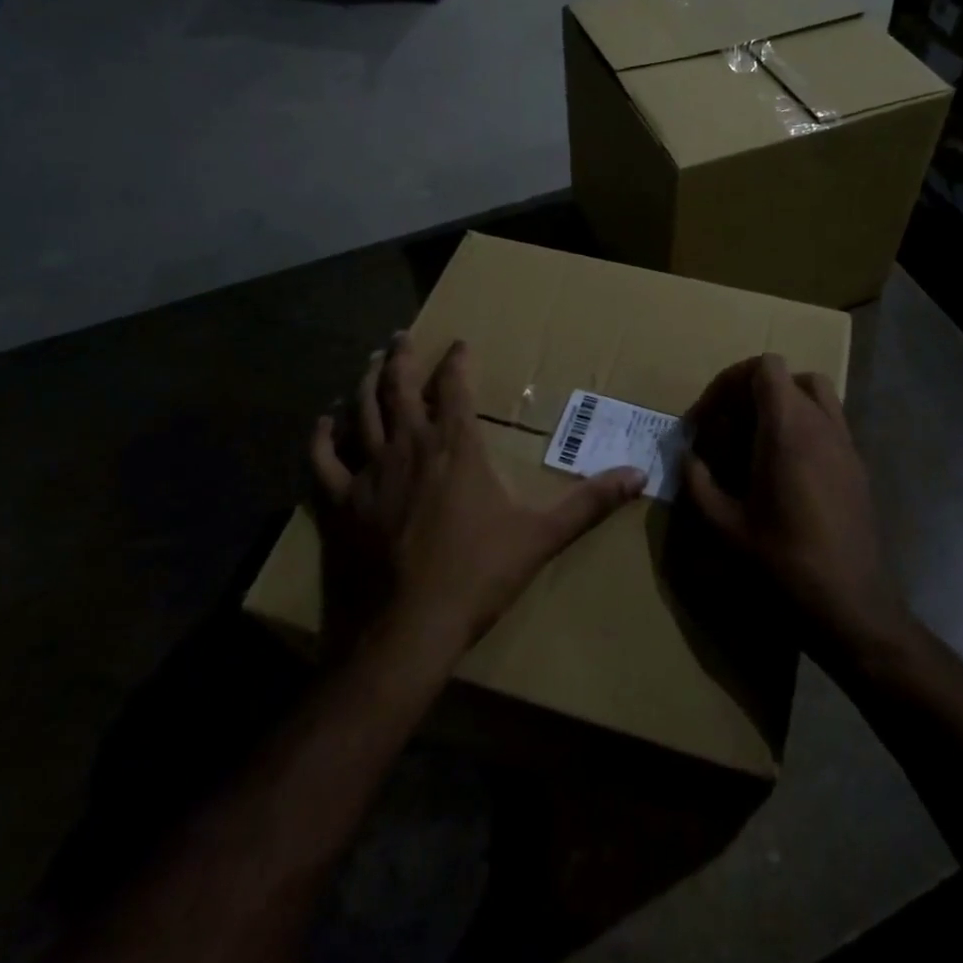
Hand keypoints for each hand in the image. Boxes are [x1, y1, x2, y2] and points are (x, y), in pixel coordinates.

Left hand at [310, 332, 644, 666]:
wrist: (407, 628)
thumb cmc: (477, 574)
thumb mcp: (541, 535)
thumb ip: (589, 502)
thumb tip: (639, 476)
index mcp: (456, 446)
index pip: (455, 387)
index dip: (457, 361)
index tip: (460, 345)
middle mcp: (410, 445)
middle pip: (399, 386)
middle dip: (403, 357)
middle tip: (403, 335)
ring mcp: (370, 470)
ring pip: (362, 411)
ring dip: (366, 382)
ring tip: (371, 362)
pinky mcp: (342, 501)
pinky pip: (325, 459)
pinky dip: (323, 436)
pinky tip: (324, 421)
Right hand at [684, 354, 906, 651]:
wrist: (852, 609)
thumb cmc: (784, 565)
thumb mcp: (725, 529)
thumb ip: (698, 484)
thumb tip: (688, 458)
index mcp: (788, 430)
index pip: (764, 368)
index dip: (729, 381)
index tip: (706, 418)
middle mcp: (821, 425)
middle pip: (787, 376)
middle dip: (749, 392)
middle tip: (725, 428)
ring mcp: (846, 444)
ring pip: (815, 392)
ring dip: (781, 403)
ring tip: (754, 439)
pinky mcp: (858, 466)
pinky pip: (830, 421)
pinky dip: (803, 424)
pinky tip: (784, 468)